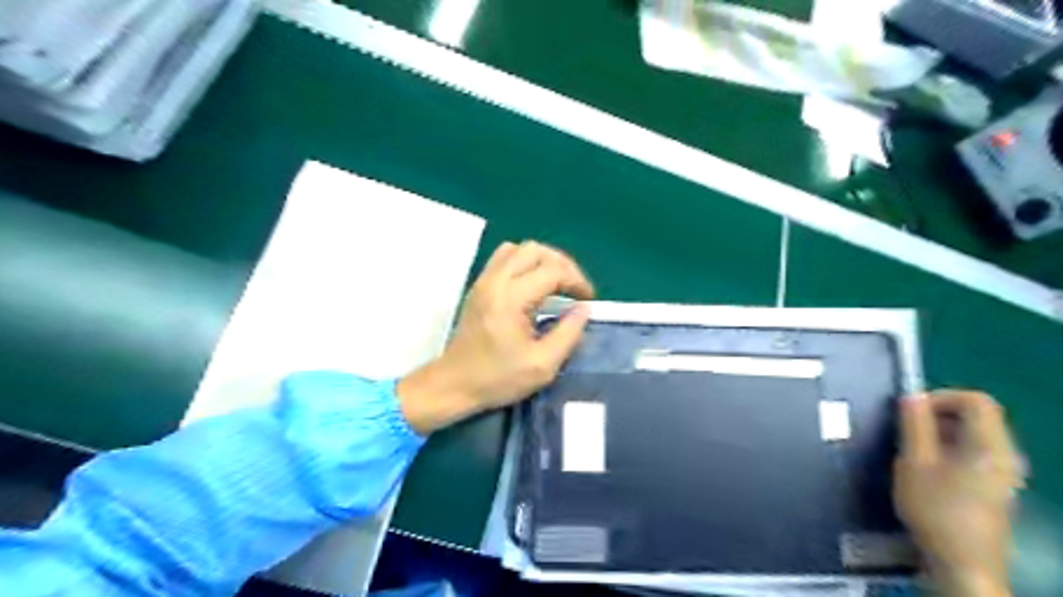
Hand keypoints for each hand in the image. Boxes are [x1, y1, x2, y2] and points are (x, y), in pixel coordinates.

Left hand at [402, 241, 595, 432]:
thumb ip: (568, 333)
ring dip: (542, 260)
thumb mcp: (542, 365)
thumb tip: (584, 309)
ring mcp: (483, 281)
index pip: (552, 271)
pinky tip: (533, 285)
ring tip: (556, 283)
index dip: (577, 281)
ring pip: (518, 249)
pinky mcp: (478, 286)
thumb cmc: (497, 379)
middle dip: (562, 264)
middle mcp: (495, 281)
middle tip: (575, 288)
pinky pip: (504, 258)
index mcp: (511, 298)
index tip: (588, 300)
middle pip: (535, 250)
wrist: (453, 385)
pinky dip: (524, 263)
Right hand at [890, 392, 1025, 596]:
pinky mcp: (994, 487)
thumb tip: (910, 397)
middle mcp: (1005, 455)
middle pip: (977, 416)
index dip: (941, 396)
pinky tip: (925, 468)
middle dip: (937, 414)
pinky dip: (948, 449)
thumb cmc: (935, 509)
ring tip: (910, 448)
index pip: (977, 400)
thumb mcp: (914, 461)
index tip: (911, 410)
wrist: (962, 563)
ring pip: (973, 435)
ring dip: (940, 432)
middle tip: (905, 428)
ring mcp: (1003, 473)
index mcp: (990, 445)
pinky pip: (973, 453)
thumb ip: (914, 425)